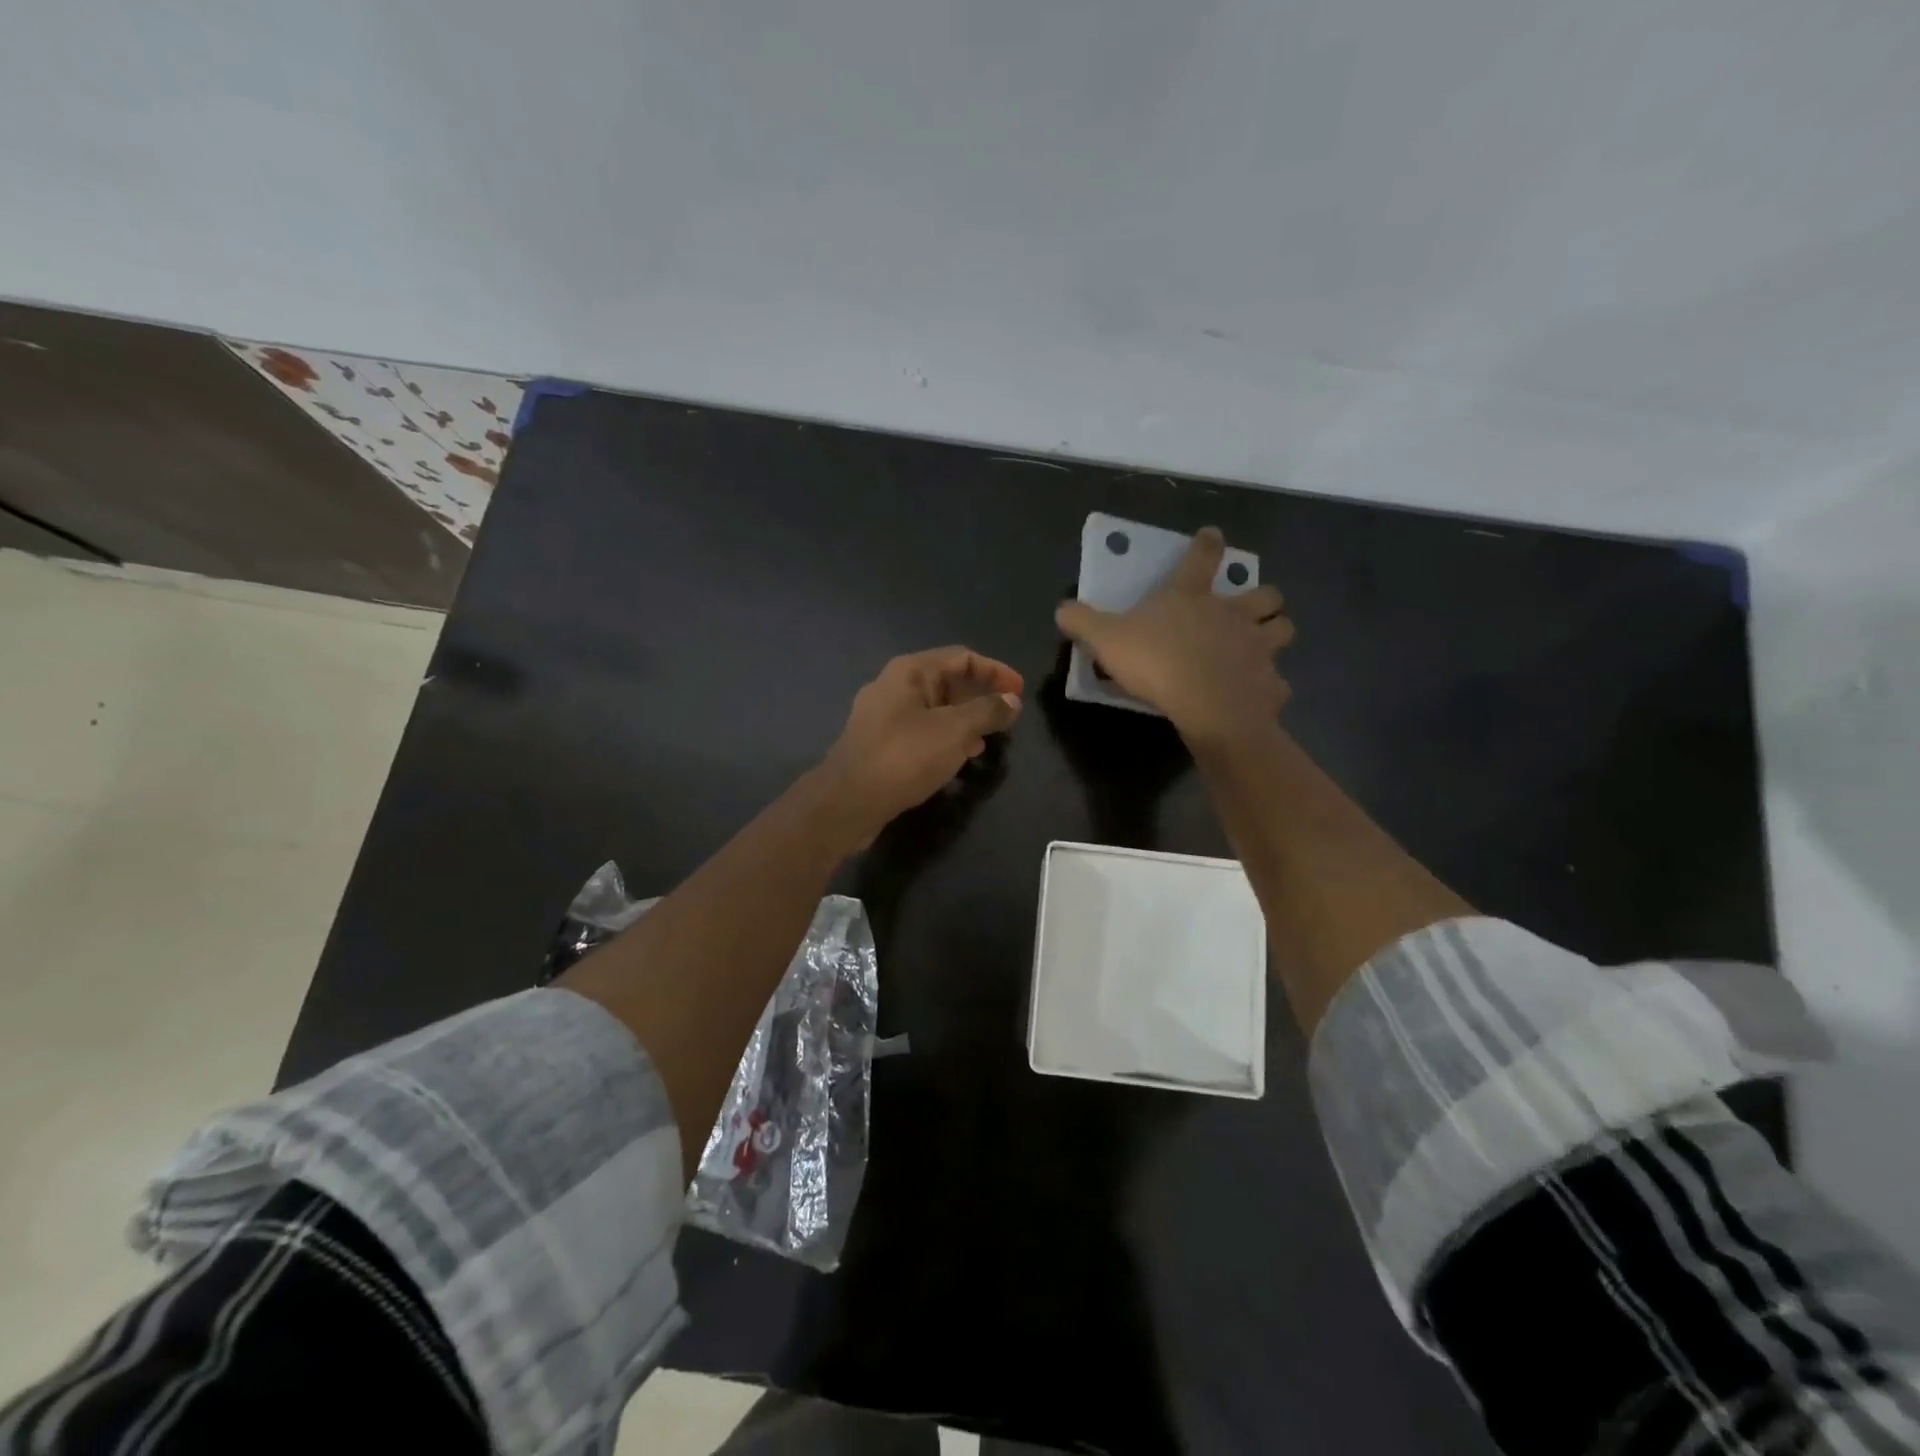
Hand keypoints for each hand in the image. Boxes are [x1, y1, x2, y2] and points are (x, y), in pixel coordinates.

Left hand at [816, 646, 1023, 842]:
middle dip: (980, 697)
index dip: (995, 671)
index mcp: (910, 671)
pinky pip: (921, 731)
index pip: (962, 657)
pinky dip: (945, 738)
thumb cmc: (904, 756)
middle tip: (1006, 719)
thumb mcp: (955, 731)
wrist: (848, 801)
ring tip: (987, 741)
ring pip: (934, 709)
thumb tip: (1012, 700)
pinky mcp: (879, 744)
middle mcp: (894, 686)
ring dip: (964, 721)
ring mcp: (883, 716)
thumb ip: (987, 711)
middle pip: (947, 681)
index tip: (1019, 692)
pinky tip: (959, 758)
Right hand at [1055, 527, 1294, 745]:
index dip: (1207, 544)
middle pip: (1265, 594)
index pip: (1202, 558)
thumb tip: (1061, 609)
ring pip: (1283, 629)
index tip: (1213, 535)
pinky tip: (1258, 694)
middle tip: (1252, 607)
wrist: (1206, 705)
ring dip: (1276, 632)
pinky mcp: (1269, 683)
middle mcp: (1233, 615)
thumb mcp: (1106, 639)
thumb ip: (1082, 622)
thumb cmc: (1156, 663)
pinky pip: (1277, 682)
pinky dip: (1270, 686)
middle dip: (1263, 597)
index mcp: (1193, 598)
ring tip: (1263, 643)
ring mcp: (1258, 648)